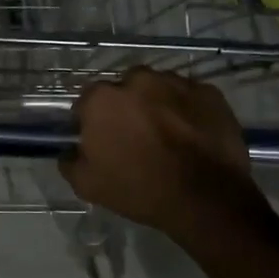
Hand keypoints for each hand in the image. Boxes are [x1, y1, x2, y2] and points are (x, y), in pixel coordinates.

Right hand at [60, 68, 262, 239]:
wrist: (206, 198)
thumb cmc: (140, 189)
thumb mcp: (88, 185)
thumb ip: (70, 162)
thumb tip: (69, 152)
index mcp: (102, 99)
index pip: (87, 101)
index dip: (91, 120)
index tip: (100, 139)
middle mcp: (137, 79)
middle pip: (125, 89)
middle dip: (127, 107)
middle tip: (136, 136)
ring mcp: (176, 82)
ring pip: (159, 89)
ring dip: (158, 105)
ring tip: (168, 136)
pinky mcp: (208, 92)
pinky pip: (190, 97)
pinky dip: (188, 111)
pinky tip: (192, 135)